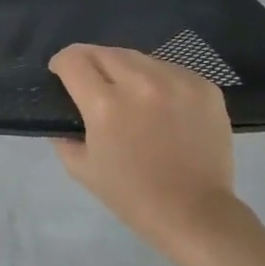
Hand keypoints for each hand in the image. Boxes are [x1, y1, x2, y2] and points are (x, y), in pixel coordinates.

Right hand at [49, 44, 238, 250]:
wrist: (197, 214)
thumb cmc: (134, 196)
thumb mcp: (83, 169)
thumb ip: (64, 134)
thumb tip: (63, 111)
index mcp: (105, 105)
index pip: (73, 59)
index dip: (61, 63)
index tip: (62, 73)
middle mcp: (141, 83)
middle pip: (104, 51)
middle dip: (91, 62)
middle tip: (94, 83)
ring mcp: (176, 81)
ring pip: (139, 57)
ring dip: (127, 70)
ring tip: (131, 94)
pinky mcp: (203, 86)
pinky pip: (170, 69)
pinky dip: (159, 80)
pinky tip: (162, 104)